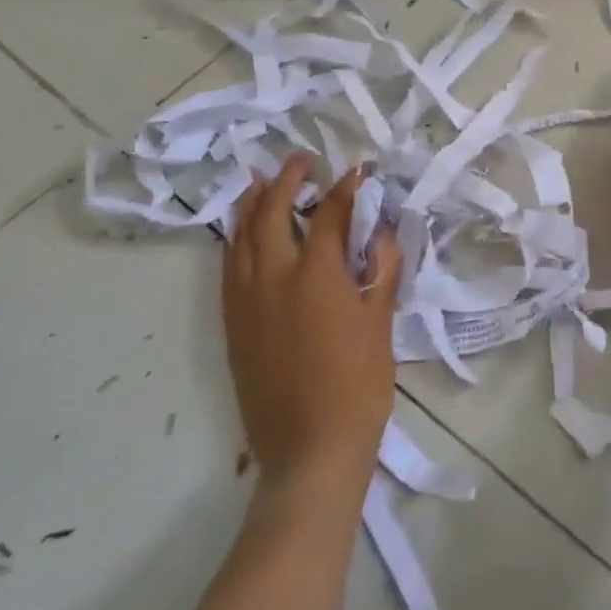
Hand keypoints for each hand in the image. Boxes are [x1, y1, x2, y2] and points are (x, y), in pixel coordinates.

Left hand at [223, 154, 401, 492]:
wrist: (310, 449)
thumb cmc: (358, 384)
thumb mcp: (380, 323)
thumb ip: (381, 270)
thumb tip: (382, 231)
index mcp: (315, 275)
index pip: (328, 214)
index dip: (344, 189)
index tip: (356, 171)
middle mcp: (273, 278)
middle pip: (271, 213)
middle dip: (285, 180)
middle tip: (300, 160)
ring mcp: (245, 302)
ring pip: (240, 237)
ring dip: (251, 203)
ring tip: (261, 181)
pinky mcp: (232, 325)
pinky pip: (228, 268)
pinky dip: (236, 240)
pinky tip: (244, 234)